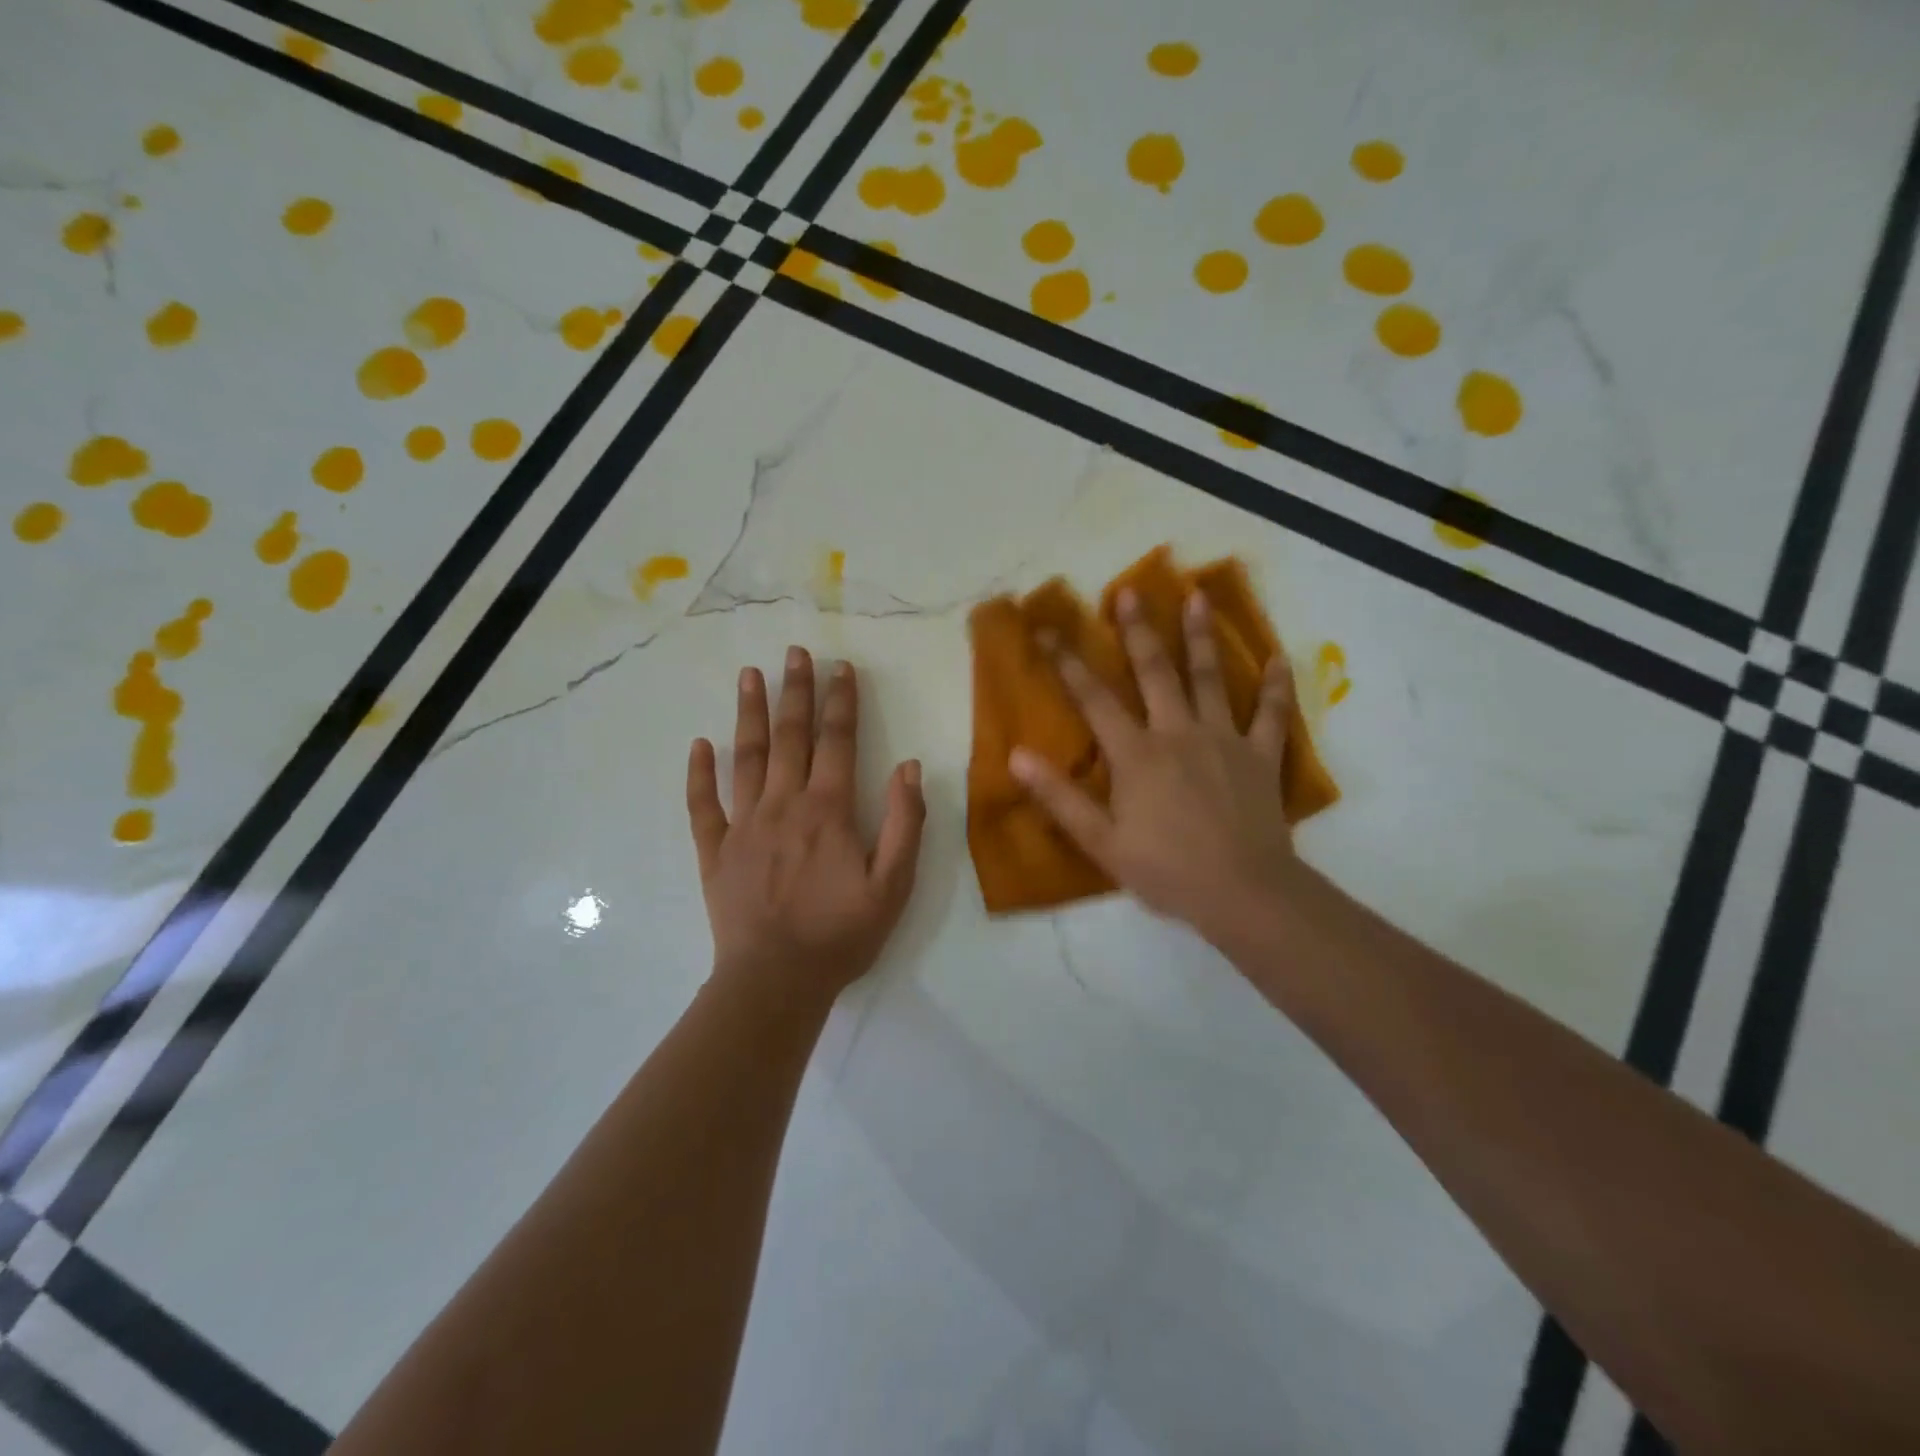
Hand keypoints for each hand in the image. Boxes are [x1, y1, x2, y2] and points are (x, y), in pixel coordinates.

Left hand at [687, 647, 925, 1006]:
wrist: (776, 980)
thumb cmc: (841, 934)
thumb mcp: (893, 884)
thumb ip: (904, 822)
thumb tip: (909, 765)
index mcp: (828, 810)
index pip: (837, 741)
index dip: (842, 701)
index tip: (842, 667)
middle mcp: (784, 804)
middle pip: (790, 737)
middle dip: (795, 691)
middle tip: (795, 652)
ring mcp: (744, 825)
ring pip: (746, 757)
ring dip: (750, 714)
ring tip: (750, 675)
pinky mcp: (715, 851)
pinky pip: (704, 805)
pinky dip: (700, 774)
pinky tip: (700, 745)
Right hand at [1009, 589, 1299, 944]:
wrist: (1243, 892)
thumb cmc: (1166, 870)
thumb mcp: (1101, 841)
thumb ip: (1059, 797)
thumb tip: (1016, 756)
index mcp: (1136, 754)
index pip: (1094, 699)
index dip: (1068, 663)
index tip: (1048, 631)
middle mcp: (1178, 733)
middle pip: (1155, 672)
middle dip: (1138, 630)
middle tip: (1129, 592)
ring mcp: (1224, 739)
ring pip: (1211, 678)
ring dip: (1202, 636)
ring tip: (1198, 596)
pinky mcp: (1260, 756)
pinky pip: (1271, 714)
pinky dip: (1276, 686)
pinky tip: (1279, 658)